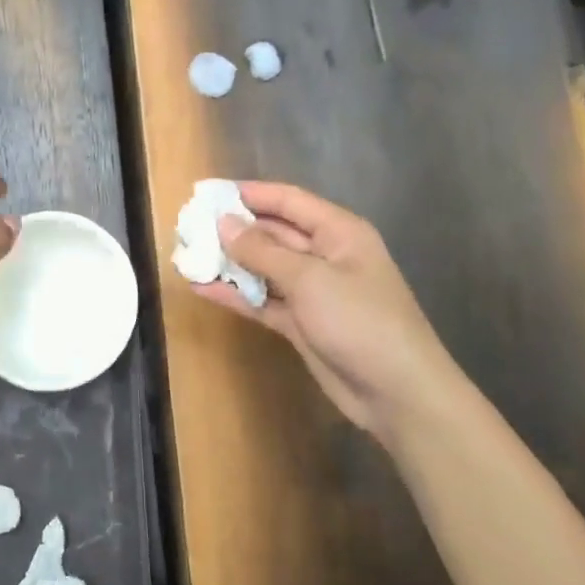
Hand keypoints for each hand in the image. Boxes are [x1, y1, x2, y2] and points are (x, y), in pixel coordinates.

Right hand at [192, 182, 458, 443]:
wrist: (398, 393)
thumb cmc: (361, 321)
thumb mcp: (310, 279)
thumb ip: (263, 251)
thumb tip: (224, 222)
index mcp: (338, 232)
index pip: (287, 201)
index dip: (247, 193)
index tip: (206, 191)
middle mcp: (324, 255)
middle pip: (272, 232)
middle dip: (233, 228)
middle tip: (188, 225)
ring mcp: (312, 291)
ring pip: (263, 268)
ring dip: (229, 262)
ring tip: (186, 254)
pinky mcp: (301, 322)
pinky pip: (262, 300)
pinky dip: (235, 294)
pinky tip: (201, 288)